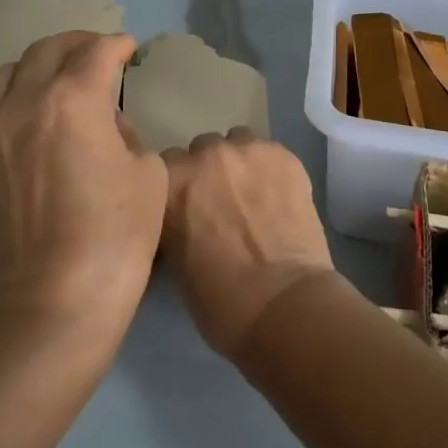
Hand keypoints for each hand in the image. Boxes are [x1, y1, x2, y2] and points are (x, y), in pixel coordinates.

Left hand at [0, 32, 166, 335]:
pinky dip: (14, 95)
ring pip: (10, 71)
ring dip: (40, 65)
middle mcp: (27, 100)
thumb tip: (104, 121)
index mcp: (75, 98)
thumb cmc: (117, 232)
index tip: (129, 49)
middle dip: (79, 43)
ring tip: (59, 77)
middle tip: (98, 52)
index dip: (118, 45)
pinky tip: (31, 113)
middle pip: (49, 49)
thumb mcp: (146, 169)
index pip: (98, 51)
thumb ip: (125, 129)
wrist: (57, 297)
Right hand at [160, 129, 335, 357]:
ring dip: (239, 164)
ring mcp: (247, 149)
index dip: (178, 189)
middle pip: (201, 150)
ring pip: (237, 143)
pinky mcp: (283, 154)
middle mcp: (205, 154)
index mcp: (170, 181)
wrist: (283, 304)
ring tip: (252, 196)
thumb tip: (181, 216)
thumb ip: (174, 222)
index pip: (164, 168)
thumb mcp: (175, 262)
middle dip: (208, 173)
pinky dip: (269, 169)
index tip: (187, 208)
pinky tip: (278, 197)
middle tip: (221, 204)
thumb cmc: (221, 300)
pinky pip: (268, 152)